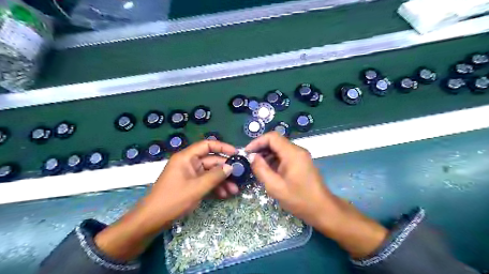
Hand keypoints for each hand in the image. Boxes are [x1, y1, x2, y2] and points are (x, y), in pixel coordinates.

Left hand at [95, 141, 236, 260]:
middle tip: (239, 178)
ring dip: (222, 181)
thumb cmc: (172, 200)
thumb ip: (215, 176)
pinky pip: (206, 182)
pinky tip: (224, 195)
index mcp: (186, 158)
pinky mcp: (190, 185)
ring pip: (210, 173)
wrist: (151, 220)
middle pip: (211, 161)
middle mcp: (189, 163)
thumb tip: (231, 167)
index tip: (236, 153)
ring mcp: (190, 175)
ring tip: (234, 191)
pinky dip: (215, 187)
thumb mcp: (197, 188)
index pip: (207, 145)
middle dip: (225, 170)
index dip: (222, 147)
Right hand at [246, 132, 338, 229]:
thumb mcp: (275, 186)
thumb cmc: (298, 199)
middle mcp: (297, 150)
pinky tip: (269, 171)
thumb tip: (253, 157)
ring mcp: (301, 156)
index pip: (272, 137)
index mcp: (292, 153)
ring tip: (257, 167)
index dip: (257, 142)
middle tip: (250, 160)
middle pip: (276, 142)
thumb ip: (261, 169)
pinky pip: (285, 156)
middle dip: (261, 149)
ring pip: (280, 149)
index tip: (247, 152)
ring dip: (267, 155)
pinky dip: (274, 160)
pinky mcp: (301, 162)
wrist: (321, 209)